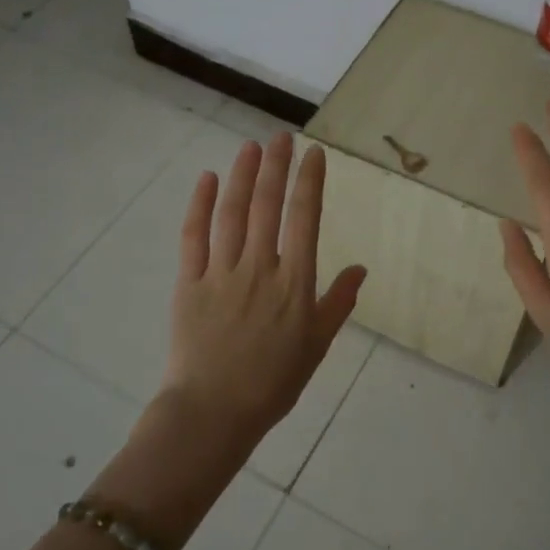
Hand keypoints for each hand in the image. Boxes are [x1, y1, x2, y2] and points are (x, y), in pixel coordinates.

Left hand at [158, 132, 365, 448]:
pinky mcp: (189, 283)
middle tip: (280, 136)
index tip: (313, 153)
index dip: (309, 182)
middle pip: (268, 205)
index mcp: (295, 283)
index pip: (305, 219)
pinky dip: (200, 205)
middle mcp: (260, 268)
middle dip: (276, 166)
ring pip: (233, 213)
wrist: (214, 413)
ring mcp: (221, 273)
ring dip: (242, 176)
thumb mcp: (317, 347)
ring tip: (250, 147)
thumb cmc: (272, 383)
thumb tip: (361, 269)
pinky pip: (194, 236)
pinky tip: (207, 180)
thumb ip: (338, 304)